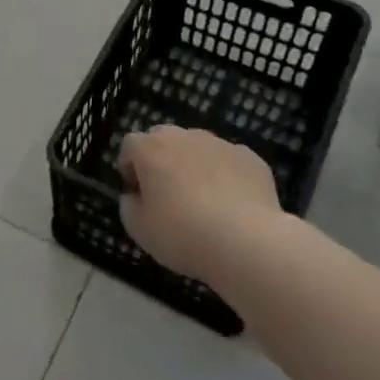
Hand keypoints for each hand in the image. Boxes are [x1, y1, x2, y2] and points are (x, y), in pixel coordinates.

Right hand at [118, 126, 284, 286]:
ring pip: (199, 148)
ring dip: (194, 165)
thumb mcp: (138, 228)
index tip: (137, 194)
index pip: (131, 145)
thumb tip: (135, 196)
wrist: (245, 242)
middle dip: (161, 160)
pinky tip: (231, 204)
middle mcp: (184, 137)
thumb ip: (128, 205)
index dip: (130, 168)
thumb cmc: (182, 233)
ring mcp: (220, 144)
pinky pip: (229, 162)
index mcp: (151, 148)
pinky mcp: (250, 158)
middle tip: (167, 194)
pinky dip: (225, 176)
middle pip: (165, 139)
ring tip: (203, 200)